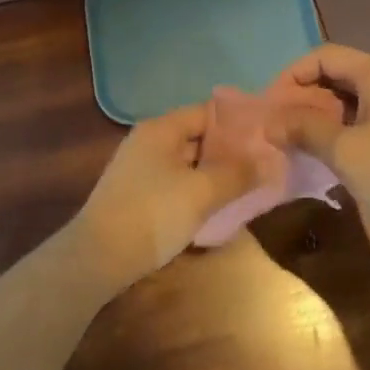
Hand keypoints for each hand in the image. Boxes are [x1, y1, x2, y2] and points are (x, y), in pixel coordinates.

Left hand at [70, 104, 260, 293]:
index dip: (239, 122)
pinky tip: (219, 206)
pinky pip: (176, 184)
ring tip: (250, 186)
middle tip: (266, 164)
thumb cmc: (152, 214)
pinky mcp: (138, 195)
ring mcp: (140, 170)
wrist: (99, 258)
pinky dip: (198, 190)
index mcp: (161, 129)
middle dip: (230, 151)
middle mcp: (149, 142)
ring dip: (215, 174)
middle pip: (198, 137)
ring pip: (188, 164)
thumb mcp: (202, 192)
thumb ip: (238, 174)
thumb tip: (271, 160)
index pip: (207, 112)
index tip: (268, 137)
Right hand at [269, 44, 369, 243]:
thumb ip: (303, 128)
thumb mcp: (343, 151)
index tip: (270, 106)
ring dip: (319, 113)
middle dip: (302, 96)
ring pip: (347, 96)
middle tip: (277, 125)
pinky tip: (323, 149)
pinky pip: (362, 113)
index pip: (322, 57)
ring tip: (294, 139)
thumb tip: (269, 121)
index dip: (291, 76)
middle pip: (335, 73)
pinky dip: (338, 125)